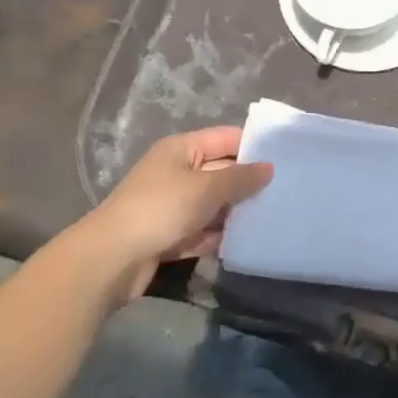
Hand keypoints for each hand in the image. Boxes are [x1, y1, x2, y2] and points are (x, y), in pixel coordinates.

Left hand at [71, 127, 272, 300]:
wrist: (111, 259)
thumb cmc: (161, 209)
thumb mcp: (207, 188)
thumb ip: (240, 178)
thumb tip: (269, 167)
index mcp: (181, 150)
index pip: (224, 138)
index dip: (253, 145)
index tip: (285, 156)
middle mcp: (176, 172)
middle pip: (220, 171)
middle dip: (248, 182)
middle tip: (286, 190)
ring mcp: (171, 206)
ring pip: (212, 204)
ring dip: (235, 212)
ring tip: (272, 217)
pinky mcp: (169, 236)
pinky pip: (202, 231)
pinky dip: (219, 236)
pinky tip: (245, 242)